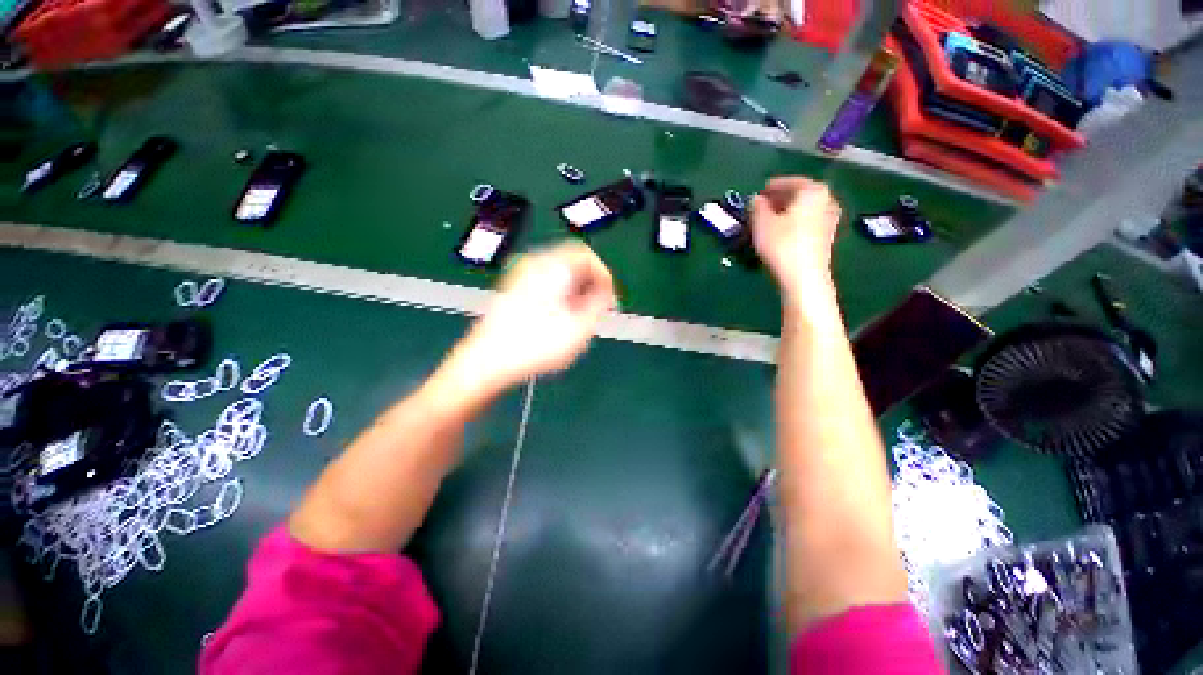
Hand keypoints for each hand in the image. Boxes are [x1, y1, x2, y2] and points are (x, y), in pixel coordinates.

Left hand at [449, 241, 615, 392]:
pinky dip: (559, 295)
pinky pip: (544, 283)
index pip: (586, 255)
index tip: (610, 298)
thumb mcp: (580, 327)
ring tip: (580, 316)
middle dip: (590, 284)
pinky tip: (559, 318)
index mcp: (552, 266)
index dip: (604, 276)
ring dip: (575, 291)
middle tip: (597, 308)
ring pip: (558, 274)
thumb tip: (606, 293)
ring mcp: (520, 276)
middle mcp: (534, 264)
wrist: (487, 361)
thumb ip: (599, 304)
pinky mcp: (512, 290)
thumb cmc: (536, 344)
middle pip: (571, 262)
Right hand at [750, 177, 841, 299]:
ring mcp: (830, 219)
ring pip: (804, 210)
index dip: (772, 187)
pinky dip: (794, 223)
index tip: (759, 193)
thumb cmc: (782, 244)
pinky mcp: (827, 237)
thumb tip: (756, 200)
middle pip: (799, 195)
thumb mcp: (762, 223)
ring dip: (787, 212)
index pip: (790, 182)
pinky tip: (781, 233)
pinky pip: (807, 222)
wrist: (804, 277)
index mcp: (813, 190)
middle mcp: (827, 200)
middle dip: (780, 199)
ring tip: (769, 221)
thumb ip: (757, 206)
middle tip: (762, 207)